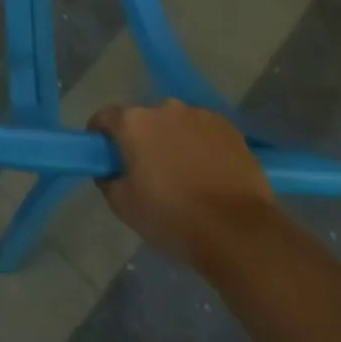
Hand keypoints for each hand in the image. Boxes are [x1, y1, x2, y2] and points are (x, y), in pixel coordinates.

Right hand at [89, 100, 275, 265]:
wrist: (240, 233)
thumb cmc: (173, 218)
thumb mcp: (124, 206)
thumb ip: (108, 180)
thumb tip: (109, 171)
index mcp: (133, 122)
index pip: (104, 117)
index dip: (100, 135)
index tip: (104, 155)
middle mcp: (164, 108)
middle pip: (143, 120)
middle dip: (142, 139)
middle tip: (148, 170)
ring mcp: (200, 116)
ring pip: (176, 124)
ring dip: (173, 140)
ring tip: (185, 174)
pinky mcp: (230, 129)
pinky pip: (205, 132)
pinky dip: (202, 146)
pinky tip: (210, 173)